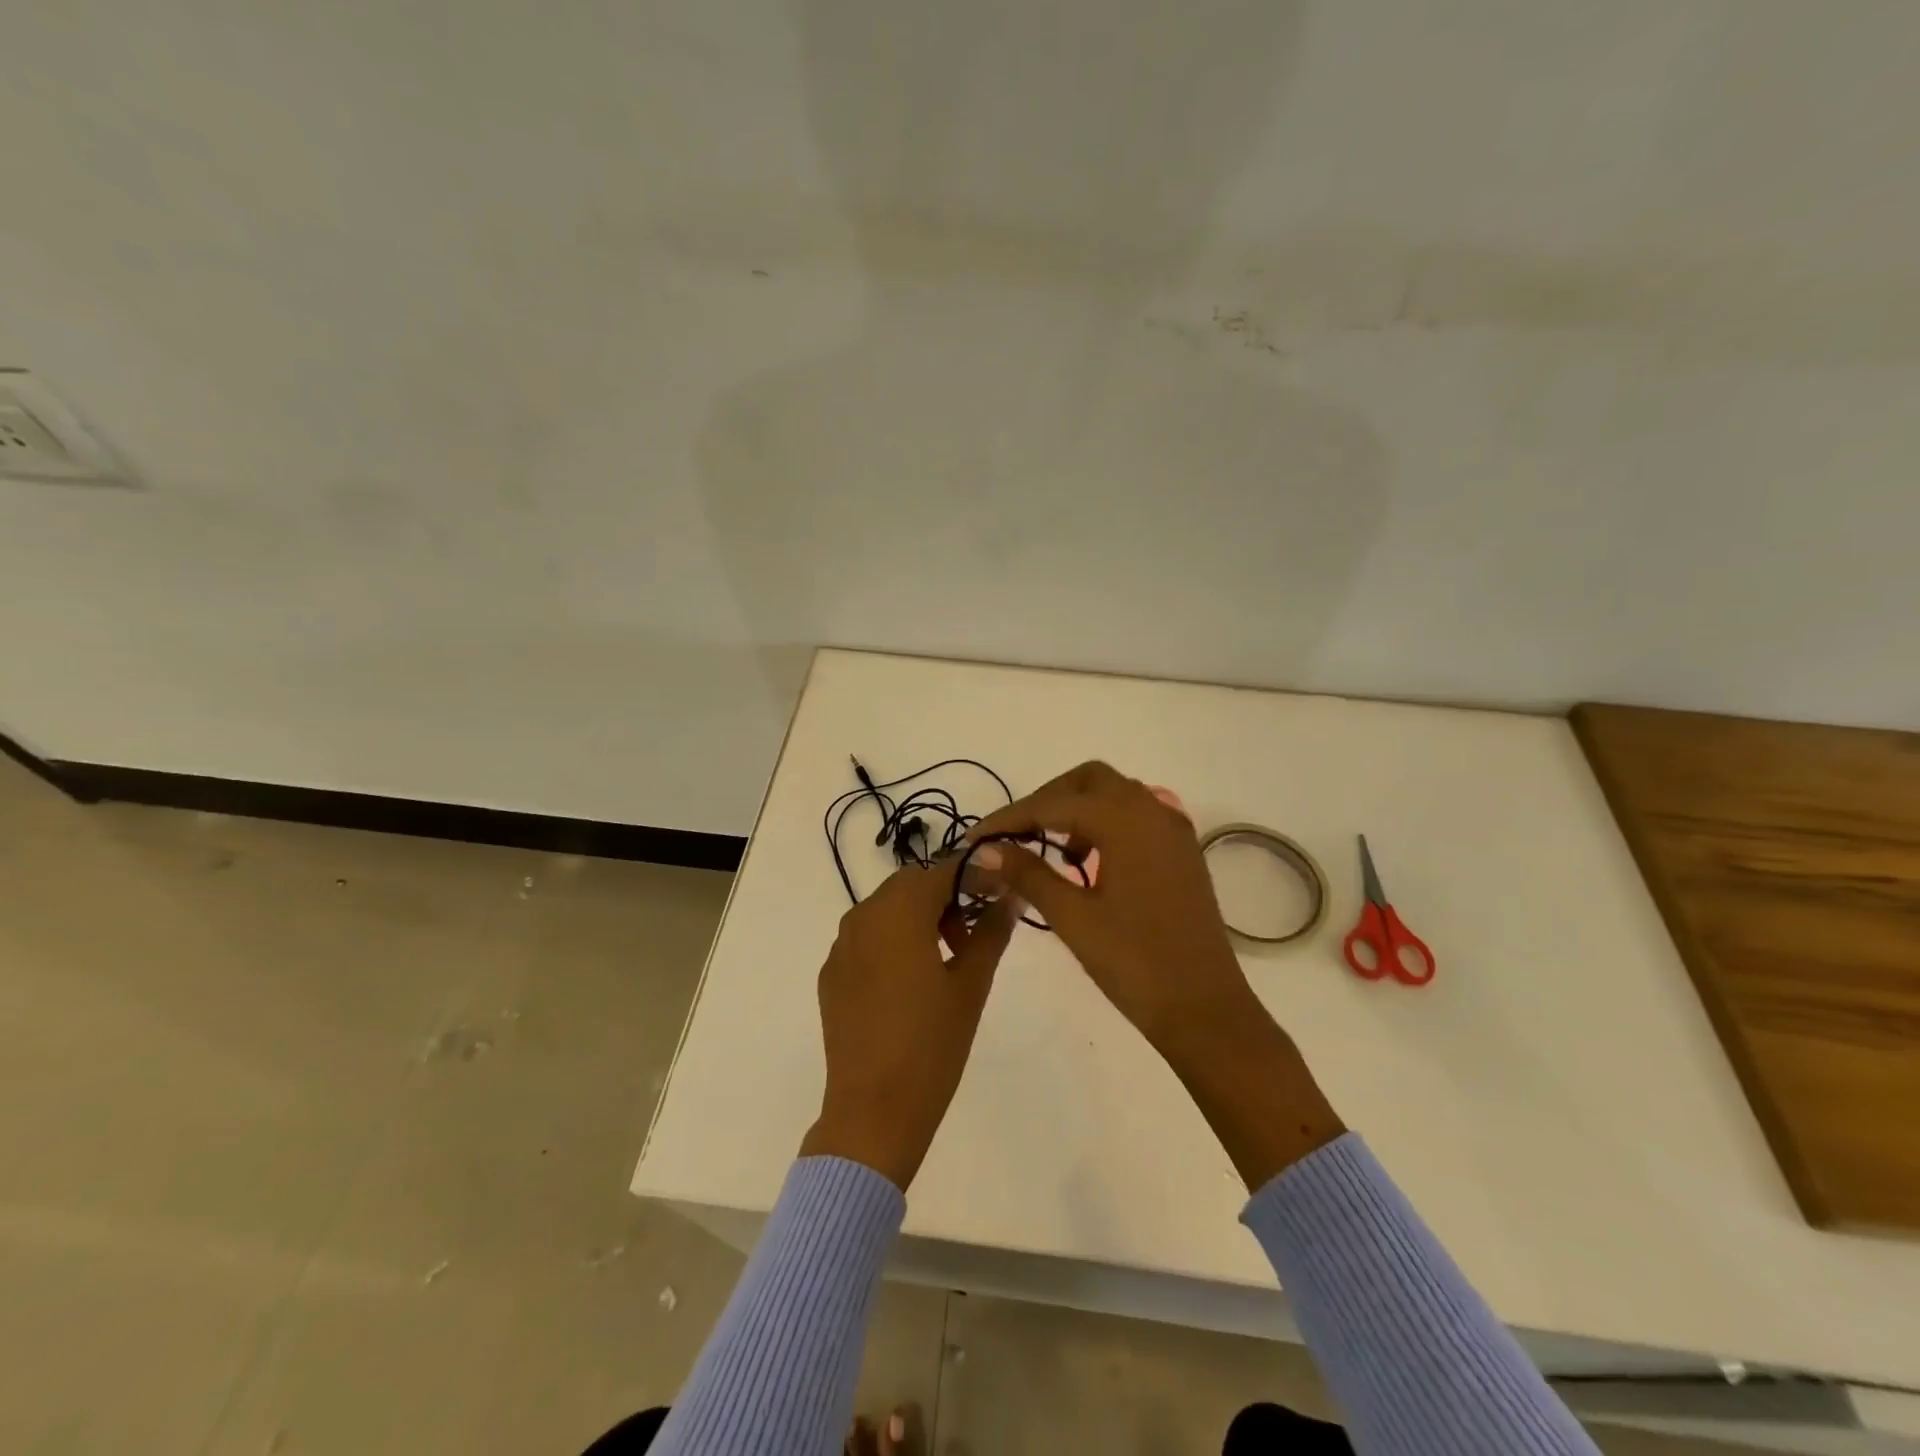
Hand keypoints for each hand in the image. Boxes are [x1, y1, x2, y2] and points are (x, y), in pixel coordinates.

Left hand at [799, 859, 1017, 1190]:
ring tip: (947, 960)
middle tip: (973, 934)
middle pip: (911, 885)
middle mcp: (863, 916)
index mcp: (899, 912)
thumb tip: (1010, 897)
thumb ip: (992, 931)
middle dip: (946, 896)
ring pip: (887, 909)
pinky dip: (893, 941)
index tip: (1002, 891)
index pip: (943, 870)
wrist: (873, 1111)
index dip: (975, 873)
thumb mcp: (972, 985)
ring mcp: (841, 946)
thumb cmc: (932, 1044)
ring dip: (919, 917)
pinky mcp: (832, 974)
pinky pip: (867, 938)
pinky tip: (910, 982)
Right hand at [968, 762, 1343, 1187]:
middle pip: (1088, 781)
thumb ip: (1027, 873)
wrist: (1205, 1009)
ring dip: (1078, 810)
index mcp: (1126, 819)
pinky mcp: (1182, 852)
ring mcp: (1173, 830)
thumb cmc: (1135, 963)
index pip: (1053, 804)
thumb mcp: (1072, 917)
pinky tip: (1089, 862)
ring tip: (1051, 852)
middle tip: (1016, 836)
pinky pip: (1137, 816)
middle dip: (1047, 800)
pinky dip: (1106, 824)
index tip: (975, 838)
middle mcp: (1152, 810)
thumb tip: (985, 849)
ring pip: (1115, 795)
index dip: (1009, 818)